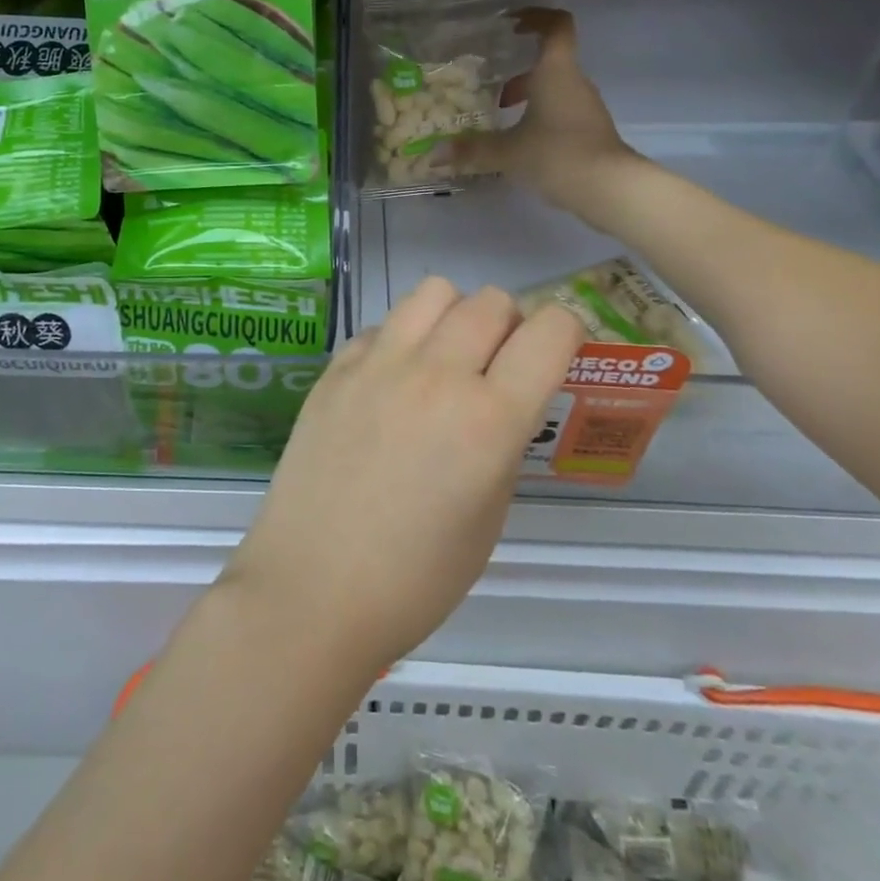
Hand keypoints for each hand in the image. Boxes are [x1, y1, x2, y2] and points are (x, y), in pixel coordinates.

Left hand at [222, 279, 582, 671]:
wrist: (312, 588)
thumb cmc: (414, 579)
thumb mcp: (488, 518)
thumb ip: (501, 444)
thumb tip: (498, 403)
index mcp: (489, 419)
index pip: (550, 331)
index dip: (567, 332)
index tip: (559, 352)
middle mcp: (435, 374)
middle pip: (491, 301)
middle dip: (510, 324)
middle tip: (498, 365)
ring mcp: (377, 364)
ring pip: (433, 292)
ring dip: (454, 315)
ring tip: (444, 359)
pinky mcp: (335, 368)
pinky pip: (381, 326)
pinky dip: (400, 340)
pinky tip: (389, 383)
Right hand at [452, 8, 645, 228]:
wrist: (608, 188)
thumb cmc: (557, 154)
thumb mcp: (507, 152)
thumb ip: (471, 150)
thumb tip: (434, 154)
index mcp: (556, 72)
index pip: (556, 26)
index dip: (536, 17)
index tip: (512, 24)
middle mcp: (574, 82)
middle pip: (549, 61)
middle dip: (519, 67)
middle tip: (489, 78)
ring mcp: (584, 107)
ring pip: (553, 88)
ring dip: (527, 94)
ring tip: (498, 112)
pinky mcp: (588, 130)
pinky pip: (559, 110)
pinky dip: (538, 115)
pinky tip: (518, 139)